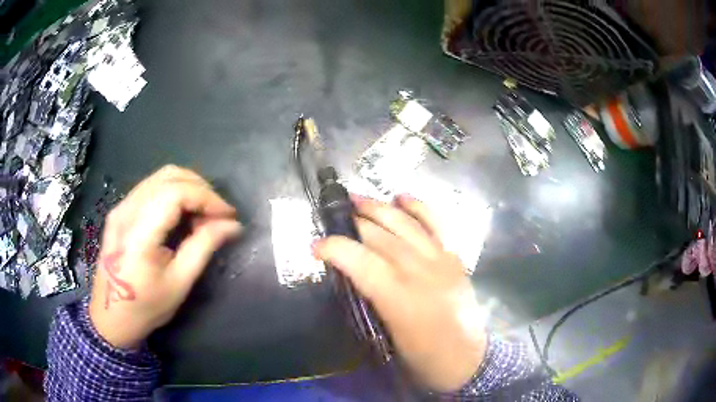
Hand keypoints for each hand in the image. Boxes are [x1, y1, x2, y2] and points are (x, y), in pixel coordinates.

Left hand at [89, 165, 241, 348]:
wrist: (111, 316)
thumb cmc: (146, 307)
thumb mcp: (179, 282)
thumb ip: (204, 247)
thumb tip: (232, 225)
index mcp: (139, 233)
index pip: (176, 193)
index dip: (207, 197)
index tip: (228, 215)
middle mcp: (127, 210)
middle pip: (169, 176)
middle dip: (200, 188)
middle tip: (217, 214)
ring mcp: (121, 207)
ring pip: (160, 177)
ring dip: (187, 188)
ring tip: (202, 215)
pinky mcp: (120, 210)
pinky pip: (151, 187)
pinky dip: (173, 193)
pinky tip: (181, 214)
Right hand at [313, 194, 486, 391]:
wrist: (467, 360)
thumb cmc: (423, 358)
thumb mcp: (386, 337)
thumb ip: (369, 300)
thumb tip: (351, 273)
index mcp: (400, 298)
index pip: (361, 261)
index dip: (335, 248)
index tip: (315, 246)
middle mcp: (421, 271)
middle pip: (380, 236)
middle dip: (353, 222)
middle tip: (333, 217)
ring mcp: (441, 260)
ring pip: (406, 223)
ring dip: (379, 208)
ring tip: (358, 198)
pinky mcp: (455, 257)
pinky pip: (436, 223)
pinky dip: (418, 207)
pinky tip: (401, 197)